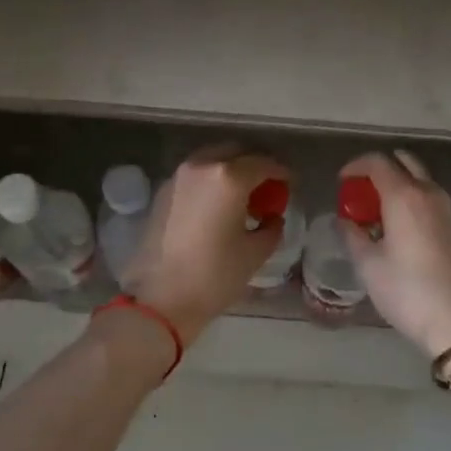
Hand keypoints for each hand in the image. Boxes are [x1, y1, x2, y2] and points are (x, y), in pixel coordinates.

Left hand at [123, 145, 289, 345]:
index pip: (264, 164)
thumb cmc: (214, 275)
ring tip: (241, 197)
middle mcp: (202, 166)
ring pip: (212, 161)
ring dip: (230, 171)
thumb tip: (272, 217)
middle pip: (235, 152)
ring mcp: (179, 176)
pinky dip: (210, 181)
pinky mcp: (163, 191)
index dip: (281, 172)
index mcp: (229, 177)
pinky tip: (217, 206)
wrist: (160, 298)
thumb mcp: (255, 253)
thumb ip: (271, 227)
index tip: (290, 184)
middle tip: (266, 187)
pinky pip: (195, 175)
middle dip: (254, 165)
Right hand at [339, 150, 450, 356]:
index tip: (341, 182)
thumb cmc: (403, 288)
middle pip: (402, 162)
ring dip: (396, 181)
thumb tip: (343, 220)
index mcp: (403, 195)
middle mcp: (427, 192)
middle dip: (378, 169)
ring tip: (376, 206)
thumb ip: (351, 234)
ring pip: (418, 177)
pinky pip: (427, 194)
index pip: (377, 162)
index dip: (355, 166)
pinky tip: (396, 222)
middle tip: (360, 190)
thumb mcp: (367, 263)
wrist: (450, 317)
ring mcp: (444, 207)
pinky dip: (410, 195)